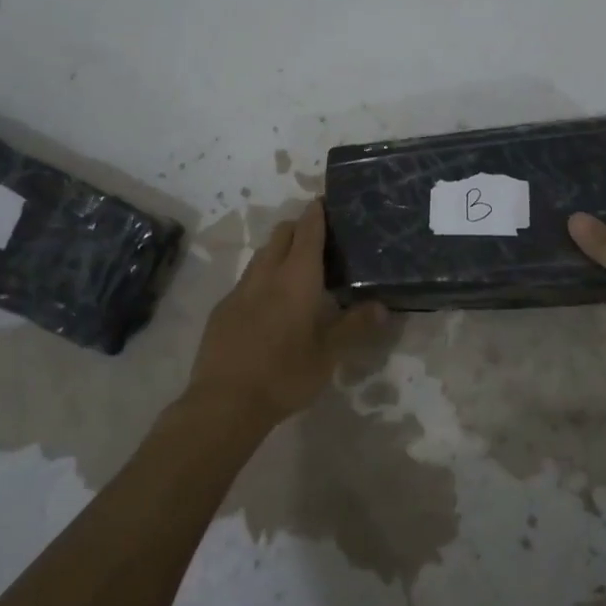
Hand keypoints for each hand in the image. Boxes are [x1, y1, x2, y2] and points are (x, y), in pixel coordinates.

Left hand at [188, 201, 385, 429]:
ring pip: (261, 256)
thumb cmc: (285, 374)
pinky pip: (247, 281)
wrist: (224, 403)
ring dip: (279, 251)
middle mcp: (266, 275)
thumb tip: (383, 306)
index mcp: (296, 278)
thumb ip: (354, 326)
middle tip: (320, 238)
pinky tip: (270, 303)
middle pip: (281, 235)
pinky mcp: (222, 310)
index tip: (325, 202)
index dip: (316, 213)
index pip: (307, 231)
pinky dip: (263, 278)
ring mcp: (240, 291)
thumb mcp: (329, 355)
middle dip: (298, 227)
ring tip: (297, 268)